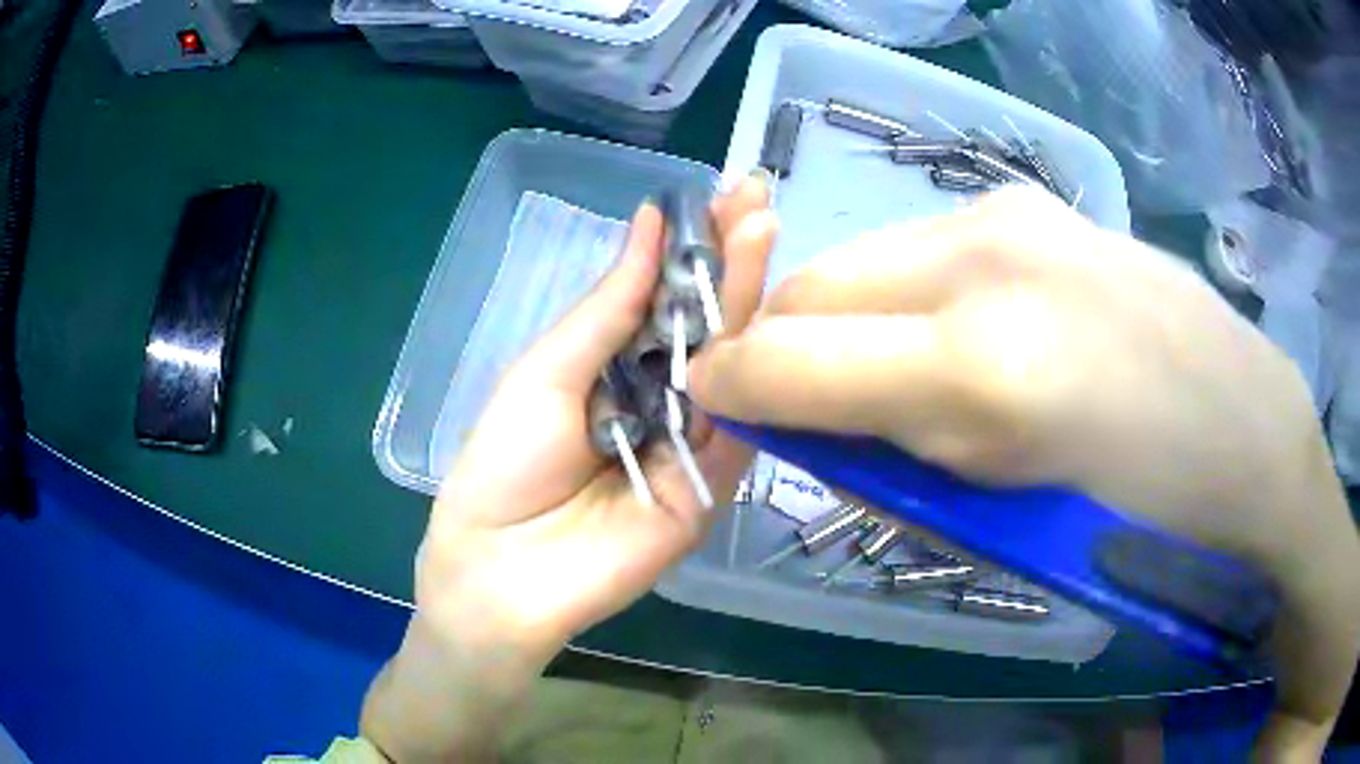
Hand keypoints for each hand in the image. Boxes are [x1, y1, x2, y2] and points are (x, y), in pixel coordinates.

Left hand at [362, 177, 776, 761]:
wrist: (501, 569)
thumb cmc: (504, 463)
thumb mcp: (548, 369)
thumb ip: (611, 304)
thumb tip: (652, 219)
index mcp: (618, 365)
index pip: (671, 295)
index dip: (697, 245)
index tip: (725, 194)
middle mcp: (664, 396)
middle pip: (709, 323)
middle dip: (733, 259)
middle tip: (757, 199)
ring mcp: (694, 441)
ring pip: (732, 366)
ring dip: (749, 300)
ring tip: (762, 232)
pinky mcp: (712, 487)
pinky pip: (740, 428)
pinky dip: (754, 374)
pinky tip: (769, 313)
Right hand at [689, 188, 1359, 760]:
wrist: (1251, 435)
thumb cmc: (1145, 511)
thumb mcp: (1007, 512)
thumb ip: (895, 452)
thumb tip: (807, 421)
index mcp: (983, 365)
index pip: (797, 354)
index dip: (733, 378)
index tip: (706, 394)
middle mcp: (986, 260)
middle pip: (820, 282)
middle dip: (786, 340)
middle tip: (802, 396)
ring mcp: (1016, 215)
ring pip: (873, 255)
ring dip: (852, 315)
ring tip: (894, 373)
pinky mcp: (1042, 205)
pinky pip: (932, 245)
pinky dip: (910, 291)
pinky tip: (959, 332)